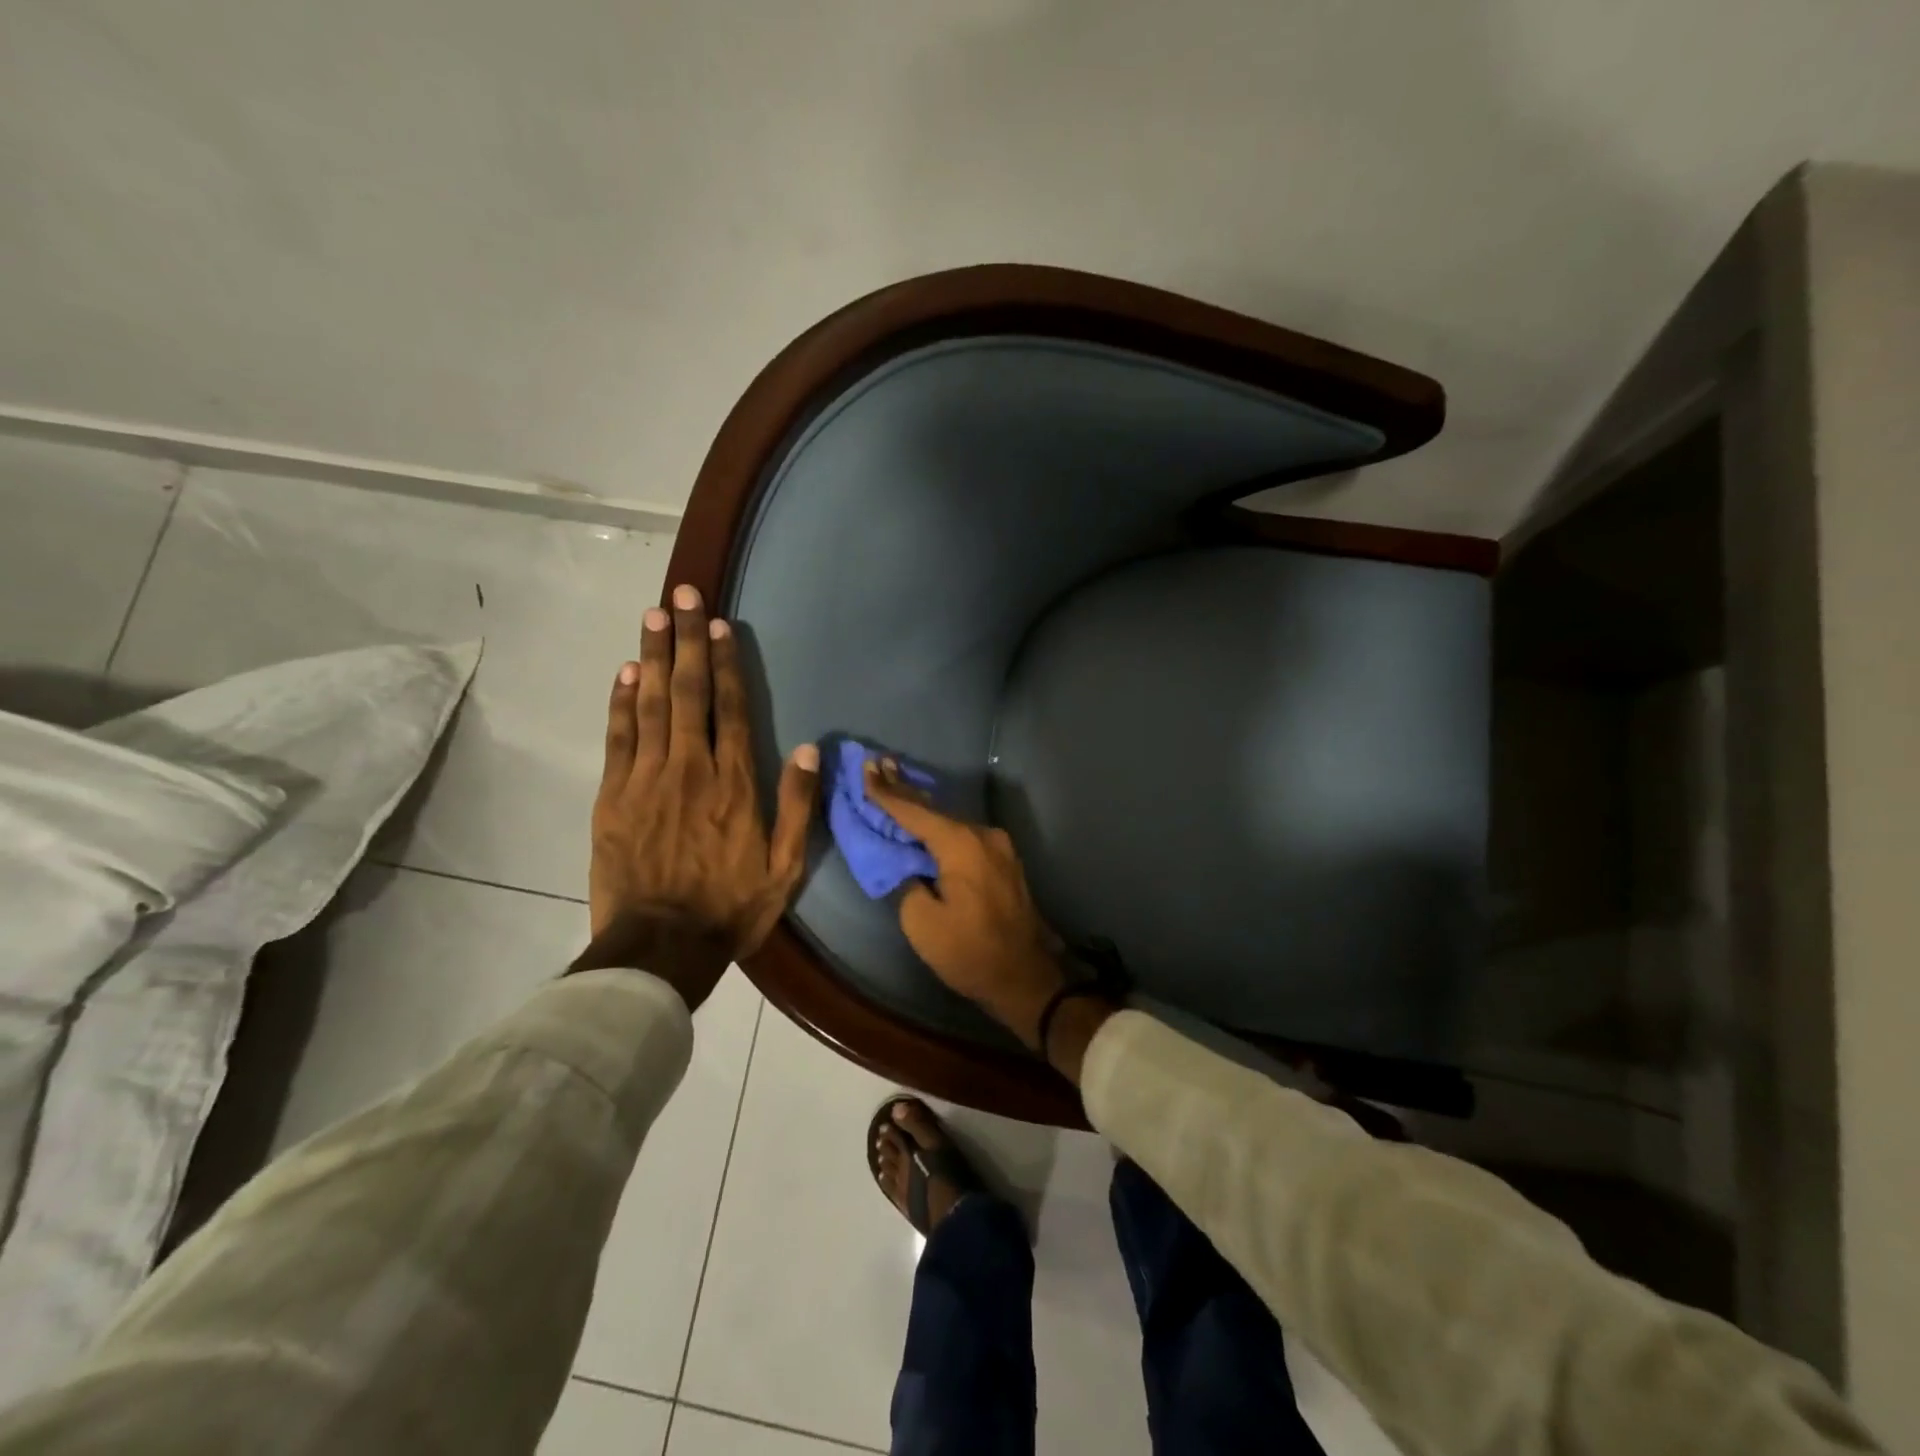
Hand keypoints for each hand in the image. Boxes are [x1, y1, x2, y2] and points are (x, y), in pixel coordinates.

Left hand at [581, 584, 818, 1008]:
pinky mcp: (613, 797)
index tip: (721, 624)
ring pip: (652, 705)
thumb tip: (808, 748)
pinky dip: (622, 702)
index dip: (727, 663)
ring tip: (654, 616)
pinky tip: (626, 672)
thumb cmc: (731, 907)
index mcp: (734, 783)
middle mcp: (691, 768)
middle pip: (689, 692)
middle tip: (681, 595)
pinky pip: (619, 738)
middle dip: (687, 640)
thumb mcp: (785, 866)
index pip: (730, 708)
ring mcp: (647, 779)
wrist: (660, 947)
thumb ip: (798, 804)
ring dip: (654, 657)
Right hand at [863, 761, 1068, 1048]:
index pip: (914, 811)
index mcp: (961, 844)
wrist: (1026, 978)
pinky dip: (941, 826)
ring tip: (896, 785)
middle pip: (935, 809)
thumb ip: (906, 882)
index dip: (886, 792)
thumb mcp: (922, 922)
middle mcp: (983, 835)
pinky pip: (965, 835)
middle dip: (905, 788)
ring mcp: (999, 846)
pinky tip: (927, 820)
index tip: (866, 768)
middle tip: (879, 764)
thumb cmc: (970, 951)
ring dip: (923, 808)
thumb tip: (906, 865)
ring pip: (951, 820)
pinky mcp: (1004, 861)